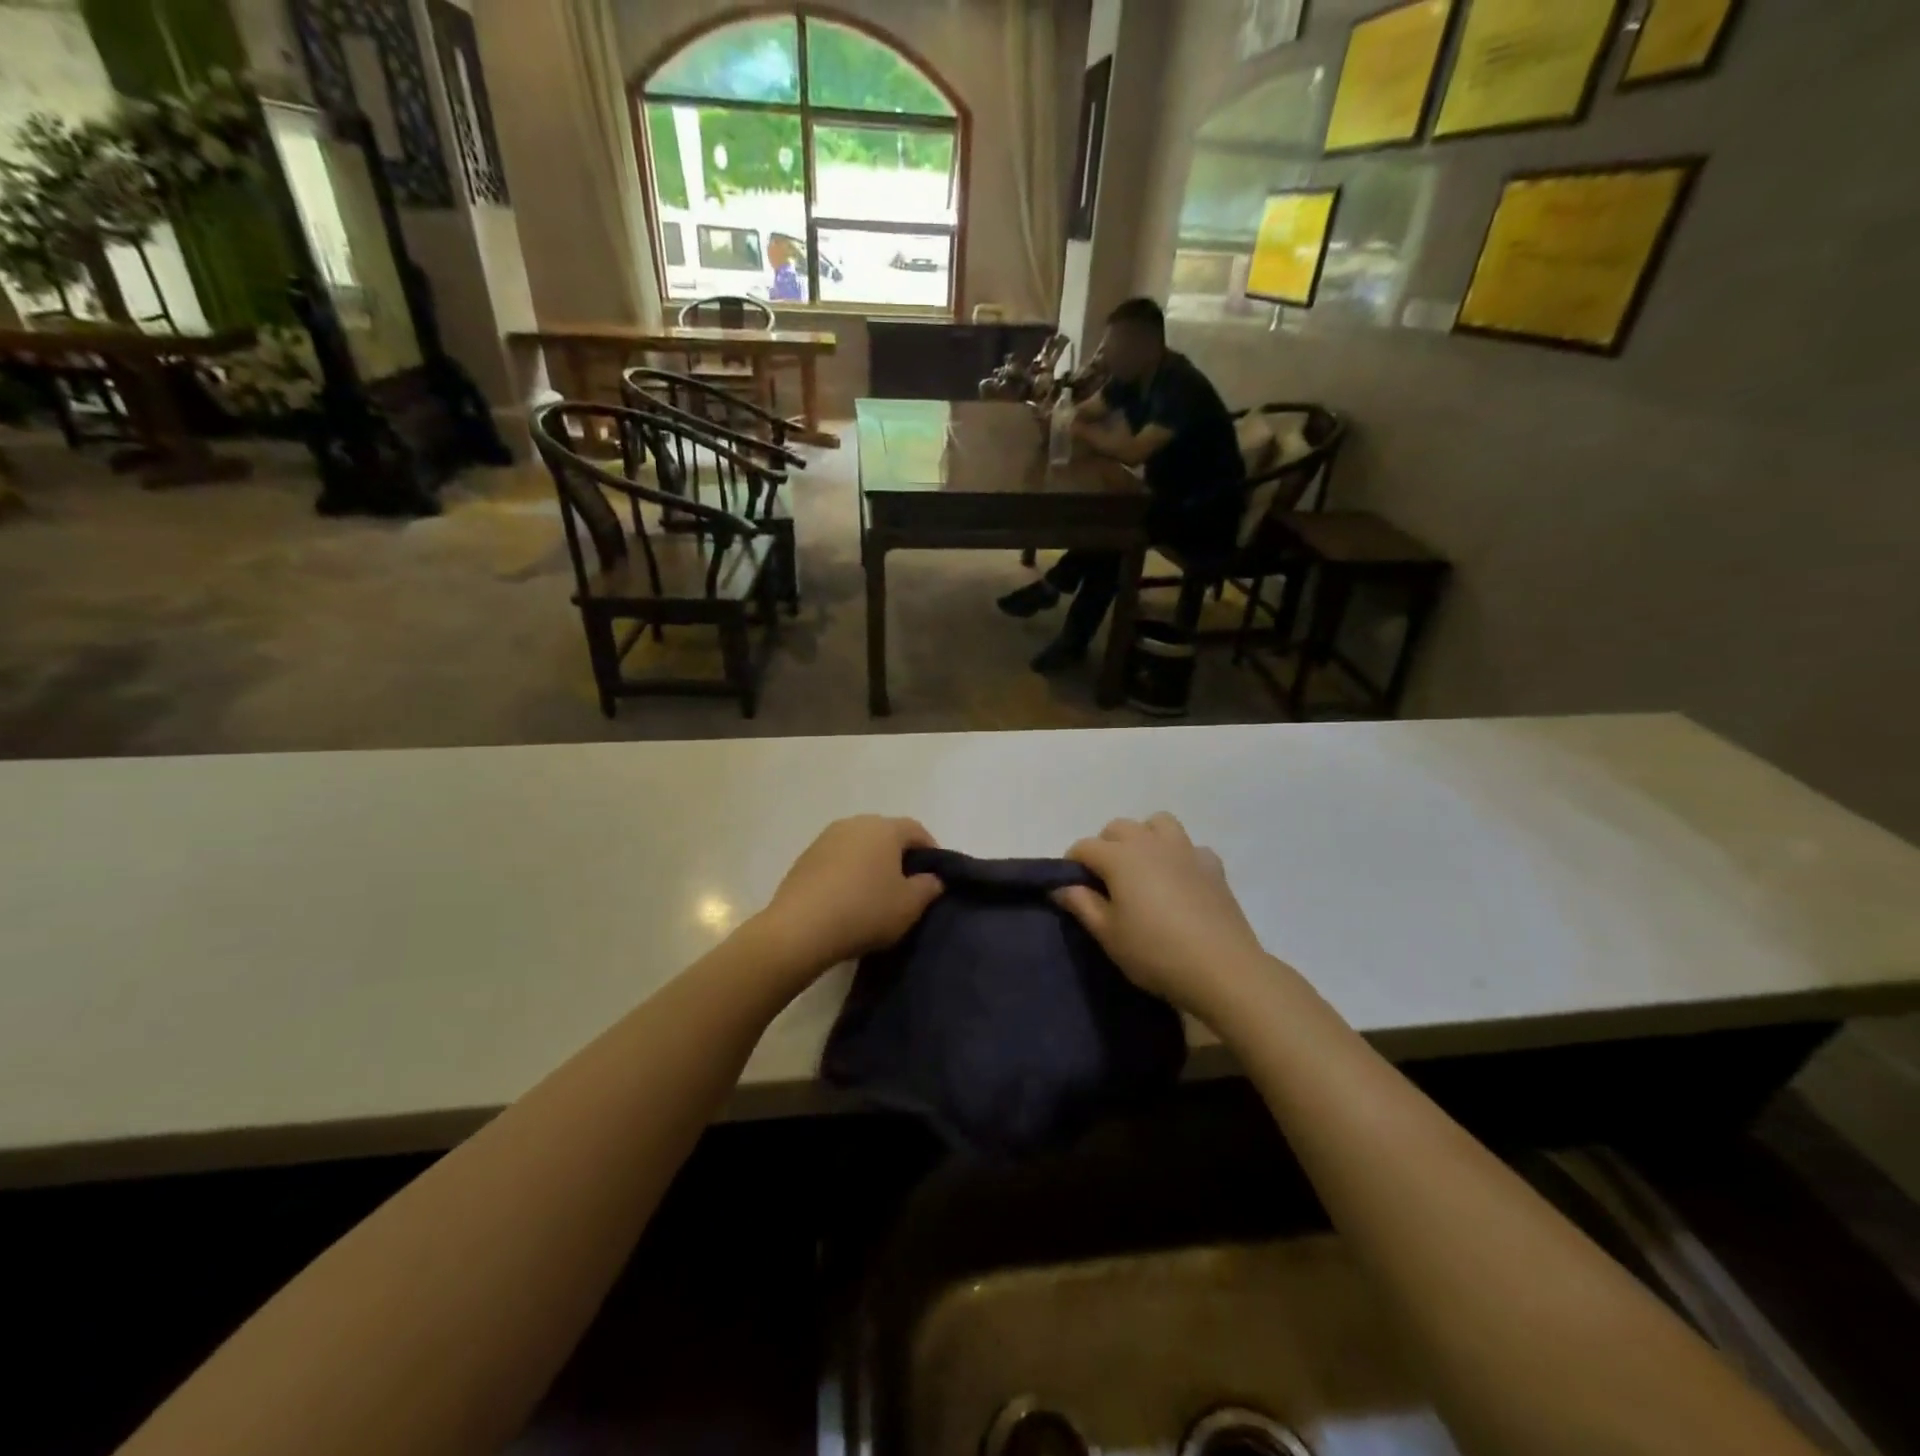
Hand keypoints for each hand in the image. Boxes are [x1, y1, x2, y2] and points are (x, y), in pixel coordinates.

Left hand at [759, 816, 943, 972]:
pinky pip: (837, 859)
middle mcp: (855, 824)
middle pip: (886, 834)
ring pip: (859, 845)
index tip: (935, 875)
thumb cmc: (865, 911)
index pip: (916, 830)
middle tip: (907, 884)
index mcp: (884, 829)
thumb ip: (929, 888)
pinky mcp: (805, 857)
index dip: (930, 850)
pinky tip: (847, 899)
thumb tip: (933, 878)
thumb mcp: (909, 906)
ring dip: (871, 863)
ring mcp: (826, 838)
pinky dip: (847, 872)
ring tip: (875, 893)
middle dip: (899, 855)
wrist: (800, 929)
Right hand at [1054, 813, 1267, 1015]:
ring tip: (1142, 868)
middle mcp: (1150, 843)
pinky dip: (1179, 856)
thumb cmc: (1155, 952)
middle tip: (1105, 880)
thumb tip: (1062, 886)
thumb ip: (1082, 905)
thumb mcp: (1108, 934)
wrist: (1222, 969)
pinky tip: (1179, 880)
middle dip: (1105, 845)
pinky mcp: (1212, 866)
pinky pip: (1190, 847)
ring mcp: (1185, 850)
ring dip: (1144, 837)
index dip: (1072, 863)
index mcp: (1120, 857)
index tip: (1071, 887)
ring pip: (1158, 823)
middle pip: (1119, 827)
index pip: (1085, 846)